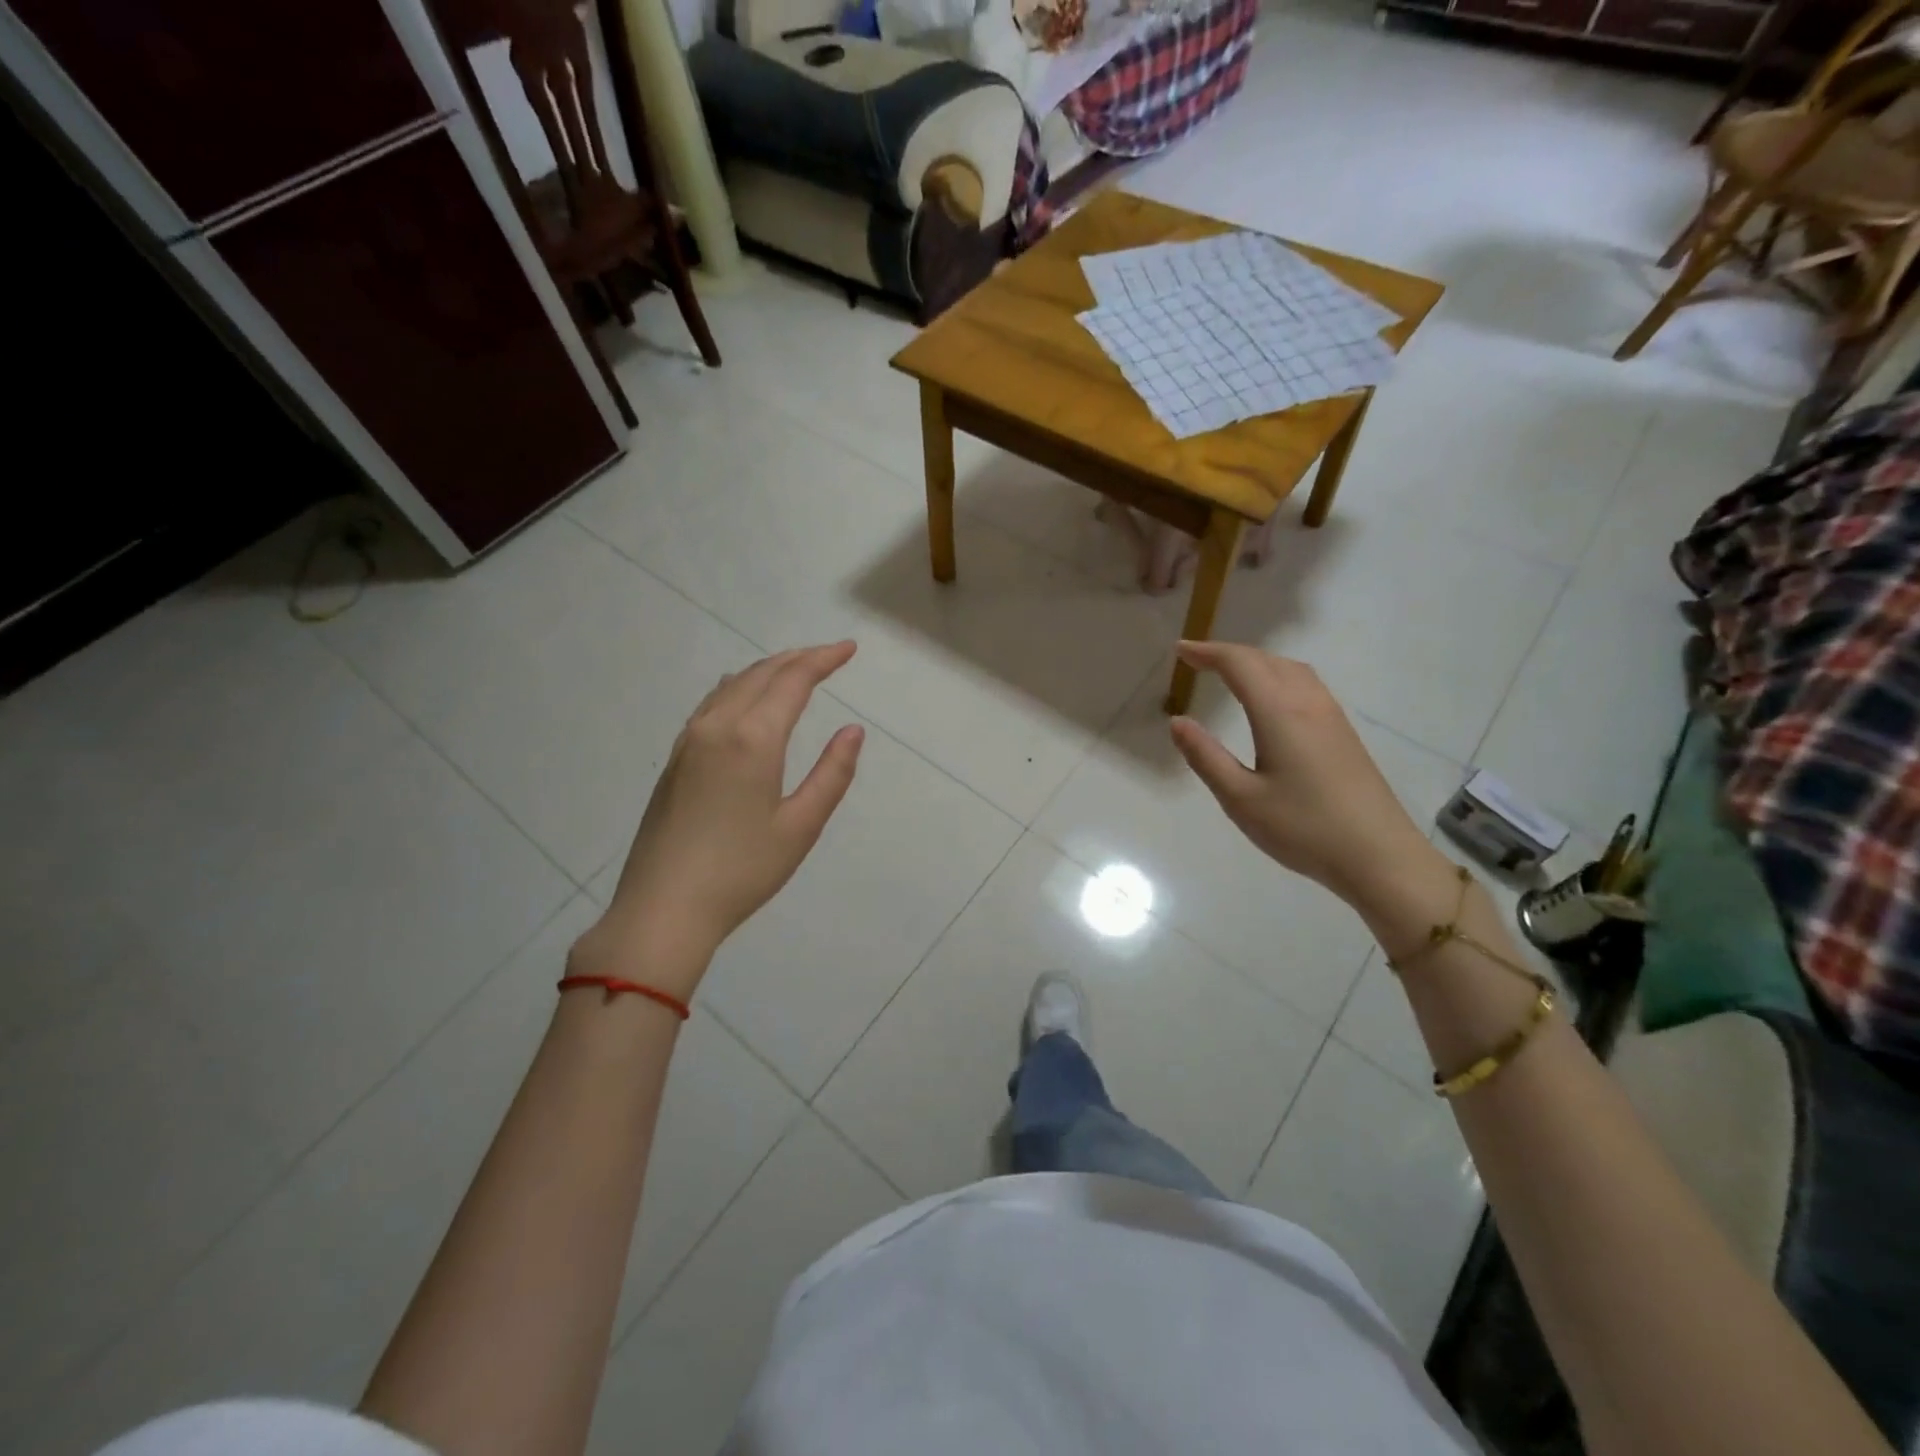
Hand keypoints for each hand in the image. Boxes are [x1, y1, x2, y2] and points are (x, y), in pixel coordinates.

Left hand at [572, 642, 865, 999]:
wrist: (663, 908)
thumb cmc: (742, 871)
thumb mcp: (801, 826)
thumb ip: (832, 773)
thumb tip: (852, 731)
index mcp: (753, 738)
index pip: (793, 681)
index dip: (823, 660)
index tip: (849, 649)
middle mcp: (717, 726)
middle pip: (761, 674)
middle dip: (798, 659)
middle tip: (830, 656)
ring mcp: (689, 741)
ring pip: (732, 685)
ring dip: (767, 670)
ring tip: (795, 670)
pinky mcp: (675, 759)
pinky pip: (712, 704)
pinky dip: (739, 688)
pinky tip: (744, 697)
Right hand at [1168, 641, 1434, 903]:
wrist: (1379, 855)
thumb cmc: (1303, 828)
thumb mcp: (1240, 798)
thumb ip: (1205, 756)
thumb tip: (1177, 722)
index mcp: (1279, 713)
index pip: (1239, 665)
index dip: (1207, 653)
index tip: (1180, 651)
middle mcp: (1308, 703)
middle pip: (1266, 660)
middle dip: (1228, 653)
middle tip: (1196, 659)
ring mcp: (1331, 716)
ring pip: (1290, 669)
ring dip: (1256, 661)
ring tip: (1229, 672)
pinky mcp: (1343, 733)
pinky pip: (1306, 684)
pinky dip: (1277, 675)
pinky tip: (1271, 697)